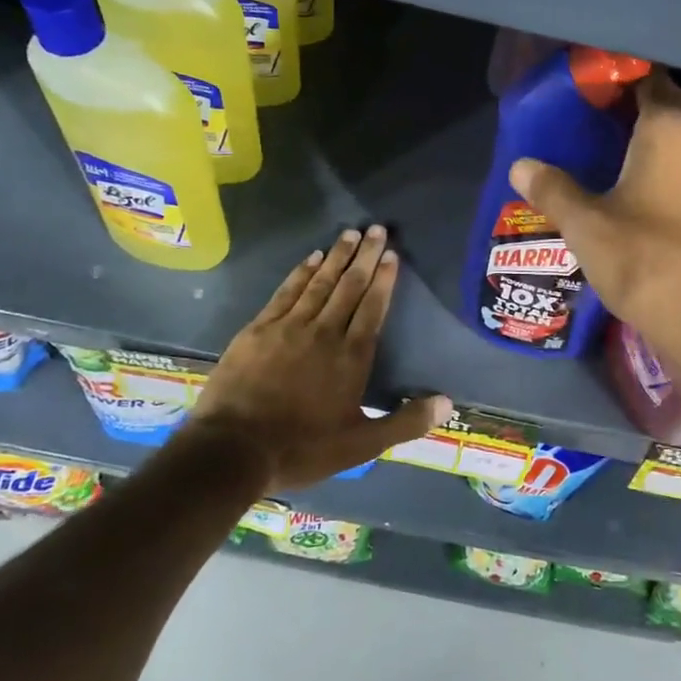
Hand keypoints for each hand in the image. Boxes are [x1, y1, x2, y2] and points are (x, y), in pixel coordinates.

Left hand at [183, 225, 449, 489]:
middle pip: (349, 287)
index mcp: (351, 357)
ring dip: (336, 256)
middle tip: (377, 229)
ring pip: (319, 283)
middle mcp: (324, 332)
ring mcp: (289, 327)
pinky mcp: (259, 329)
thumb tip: (448, 402)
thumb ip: (405, 422)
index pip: (372, 308)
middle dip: (365, 256)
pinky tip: (311, 258)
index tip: (391, 255)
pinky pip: (286, 292)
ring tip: (350, 233)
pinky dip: (301, 272)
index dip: (383, 280)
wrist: (233, 450)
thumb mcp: (361, 445)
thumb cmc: (301, 449)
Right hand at [508, 69, 680, 384]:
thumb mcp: (587, 226)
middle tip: (587, 117)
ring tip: (606, 150)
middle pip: (665, 105)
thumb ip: (553, 189)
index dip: (615, 77)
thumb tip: (520, 166)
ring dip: (649, 138)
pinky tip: (639, 187)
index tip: (584, 86)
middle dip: (629, 106)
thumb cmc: (648, 263)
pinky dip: (667, 164)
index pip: (645, 77)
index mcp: (672, 127)